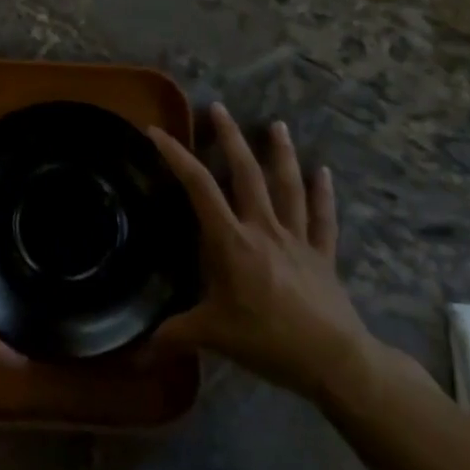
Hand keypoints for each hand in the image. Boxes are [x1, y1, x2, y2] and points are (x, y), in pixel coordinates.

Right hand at [150, 103, 380, 405]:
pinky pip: (323, 218)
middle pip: (246, 173)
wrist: (335, 361)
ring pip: (288, 187)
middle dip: (231, 138)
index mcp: (232, 241)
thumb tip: (134, 351)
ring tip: (277, 125)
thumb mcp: (214, 336)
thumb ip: (174, 336)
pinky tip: (324, 172)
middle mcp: (263, 228)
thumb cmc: (269, 340)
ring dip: (281, 154)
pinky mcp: (322, 255)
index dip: (176, 156)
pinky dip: (323, 194)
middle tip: (219, 108)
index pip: (199, 188)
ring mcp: (297, 238)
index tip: (157, 132)